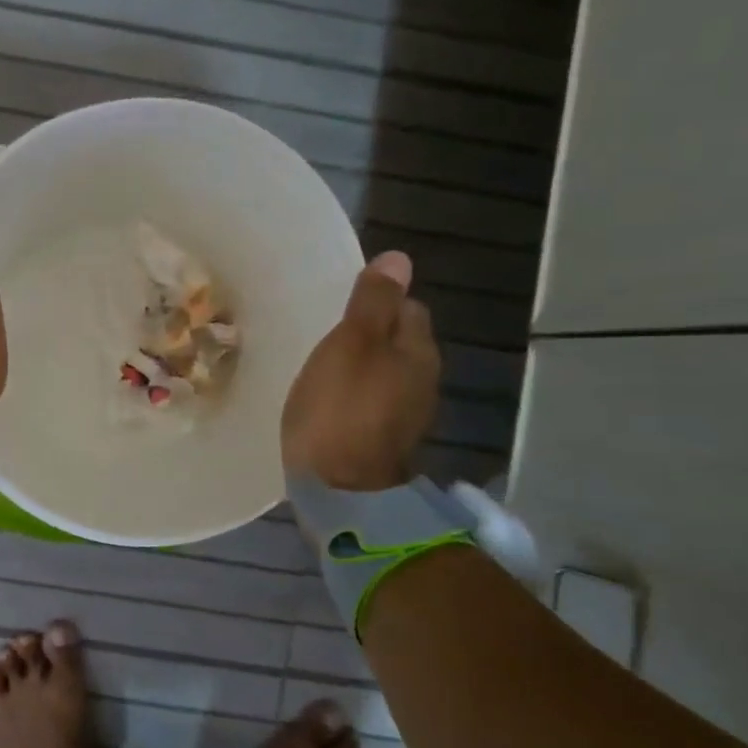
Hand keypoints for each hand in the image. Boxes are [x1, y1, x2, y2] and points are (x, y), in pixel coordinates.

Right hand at [282, 251, 439, 491]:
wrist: (339, 488)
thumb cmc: (339, 408)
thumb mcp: (350, 344)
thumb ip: (373, 302)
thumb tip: (399, 259)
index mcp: (417, 351)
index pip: (408, 308)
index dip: (377, 302)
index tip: (341, 308)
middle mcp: (423, 380)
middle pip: (399, 342)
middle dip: (370, 335)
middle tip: (328, 335)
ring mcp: (407, 415)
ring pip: (386, 374)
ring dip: (362, 367)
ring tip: (325, 367)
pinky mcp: (385, 441)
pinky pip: (373, 403)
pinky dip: (355, 396)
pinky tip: (330, 402)